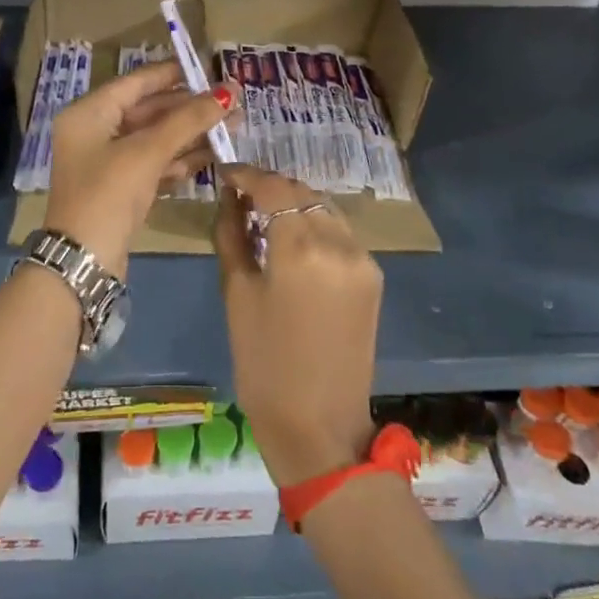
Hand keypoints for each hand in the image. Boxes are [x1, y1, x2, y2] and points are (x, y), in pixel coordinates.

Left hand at [45, 60, 232, 277]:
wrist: (83, 262)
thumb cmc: (108, 194)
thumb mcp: (148, 152)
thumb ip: (188, 120)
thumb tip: (228, 92)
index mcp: (89, 114)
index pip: (136, 82)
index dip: (173, 74)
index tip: (209, 69)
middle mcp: (94, 133)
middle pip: (148, 110)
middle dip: (189, 108)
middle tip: (232, 104)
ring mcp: (107, 163)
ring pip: (155, 139)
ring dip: (191, 134)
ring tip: (233, 128)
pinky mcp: (120, 189)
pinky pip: (153, 164)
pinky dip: (179, 160)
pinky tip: (212, 156)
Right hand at [213, 165, 381, 487]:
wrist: (319, 425)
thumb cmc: (264, 363)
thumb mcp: (236, 294)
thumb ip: (232, 236)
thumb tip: (228, 200)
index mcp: (301, 248)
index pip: (272, 187)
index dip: (245, 174)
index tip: (224, 173)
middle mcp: (339, 243)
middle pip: (301, 192)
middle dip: (269, 187)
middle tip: (239, 195)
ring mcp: (363, 259)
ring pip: (323, 209)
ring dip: (294, 204)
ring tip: (263, 216)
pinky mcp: (373, 277)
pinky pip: (339, 233)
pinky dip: (314, 226)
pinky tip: (292, 241)